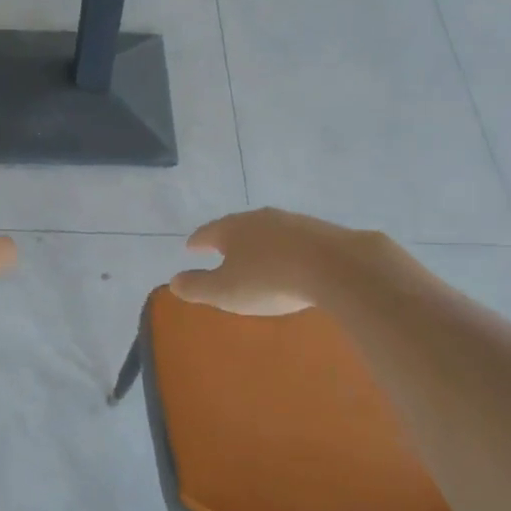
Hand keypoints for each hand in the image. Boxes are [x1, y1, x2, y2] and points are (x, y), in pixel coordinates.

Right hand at [169, 207, 366, 315]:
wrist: (336, 266)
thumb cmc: (269, 280)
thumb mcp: (225, 291)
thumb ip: (197, 287)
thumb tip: (174, 281)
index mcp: (232, 229)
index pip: (207, 232)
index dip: (197, 241)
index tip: (191, 247)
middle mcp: (260, 218)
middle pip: (238, 226)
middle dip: (229, 238)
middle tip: (221, 249)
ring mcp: (293, 221)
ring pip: (268, 230)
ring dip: (259, 242)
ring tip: (256, 255)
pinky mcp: (321, 231)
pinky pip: (294, 239)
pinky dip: (286, 248)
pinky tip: (291, 260)